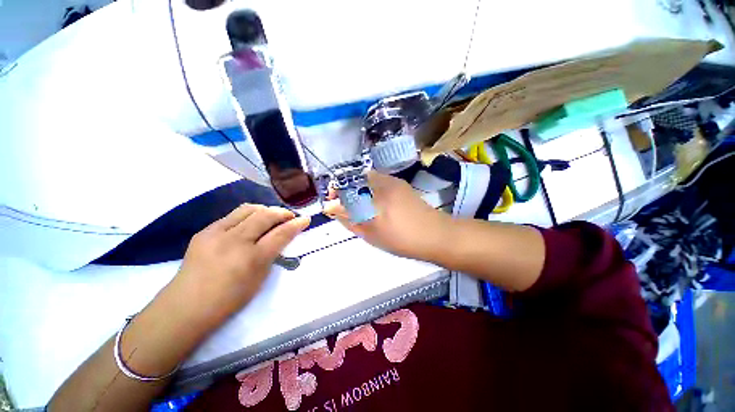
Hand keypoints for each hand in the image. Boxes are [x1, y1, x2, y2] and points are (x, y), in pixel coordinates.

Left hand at [172, 204, 309, 318]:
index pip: (281, 234)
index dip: (296, 225)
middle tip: (290, 216)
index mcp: (252, 259)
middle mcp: (235, 241)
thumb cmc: (229, 299)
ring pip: (248, 209)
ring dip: (265, 209)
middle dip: (282, 213)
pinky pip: (232, 215)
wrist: (186, 306)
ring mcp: (217, 233)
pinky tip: (250, 222)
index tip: (305, 219)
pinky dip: (248, 215)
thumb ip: (272, 254)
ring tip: (272, 215)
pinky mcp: (205, 231)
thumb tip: (280, 236)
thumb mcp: (259, 279)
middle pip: (265, 216)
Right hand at [324, 171, 448, 260]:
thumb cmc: (402, 240)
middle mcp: (382, 183)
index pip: (345, 187)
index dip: (335, 191)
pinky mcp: (400, 183)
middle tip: (344, 203)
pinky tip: (373, 200)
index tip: (332, 201)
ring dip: (357, 187)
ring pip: (366, 177)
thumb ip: (349, 220)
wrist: (436, 234)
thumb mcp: (371, 235)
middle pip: (354, 177)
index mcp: (373, 198)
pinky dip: (369, 187)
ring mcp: (392, 181)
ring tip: (358, 203)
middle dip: (345, 188)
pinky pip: (377, 179)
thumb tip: (332, 209)